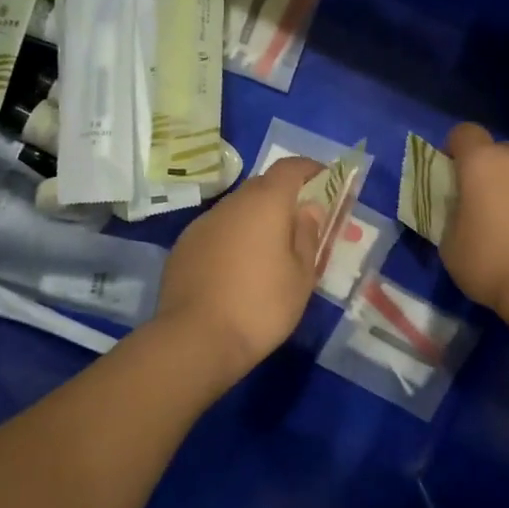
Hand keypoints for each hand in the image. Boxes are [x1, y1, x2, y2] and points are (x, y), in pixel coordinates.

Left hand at [155, 156, 326, 383]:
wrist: (195, 340)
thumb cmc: (261, 305)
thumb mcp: (301, 275)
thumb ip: (307, 235)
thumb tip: (308, 208)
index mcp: (265, 202)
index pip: (290, 167)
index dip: (310, 169)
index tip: (325, 180)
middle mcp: (231, 203)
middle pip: (262, 186)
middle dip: (283, 196)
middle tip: (300, 222)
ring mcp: (202, 224)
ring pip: (237, 209)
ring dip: (255, 219)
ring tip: (269, 251)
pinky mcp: (183, 246)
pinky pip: (217, 231)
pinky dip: (233, 238)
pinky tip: (237, 269)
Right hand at [440, 122, 508, 312]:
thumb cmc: (492, 262)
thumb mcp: (451, 245)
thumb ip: (454, 217)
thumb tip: (464, 214)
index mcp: (482, 163)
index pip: (464, 133)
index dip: (456, 149)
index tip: (453, 174)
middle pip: (502, 151)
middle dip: (492, 170)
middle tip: (487, 205)